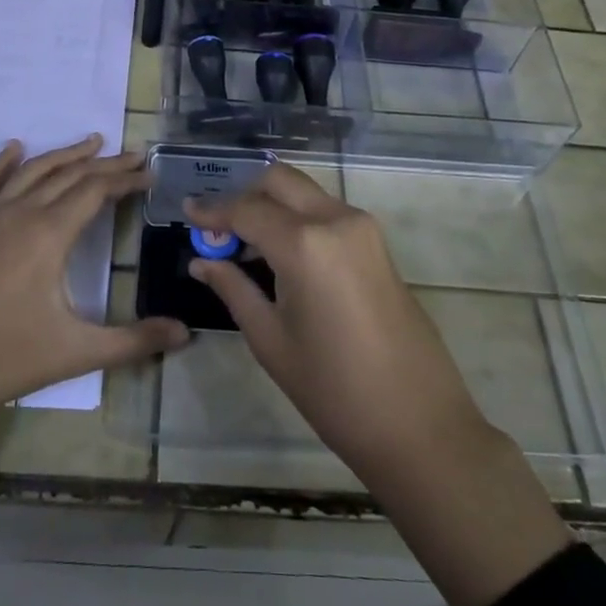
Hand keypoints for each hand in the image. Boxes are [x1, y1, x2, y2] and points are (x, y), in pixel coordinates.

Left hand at [0, 136, 189, 410]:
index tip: (149, 174)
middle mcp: (20, 214)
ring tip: (91, 141)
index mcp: (49, 234)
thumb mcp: (78, 352)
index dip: (125, 180)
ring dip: (63, 155)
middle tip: (132, 155)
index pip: (95, 191)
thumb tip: (188, 334)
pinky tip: (14, 148)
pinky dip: (2, 163)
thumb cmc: (8, 358)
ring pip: (31, 172)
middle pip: (69, 175)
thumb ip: (135, 340)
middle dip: (104, 163)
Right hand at [183, 163, 487, 478]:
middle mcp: (336, 219)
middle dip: (244, 193)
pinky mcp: (377, 244)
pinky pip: (327, 212)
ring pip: (305, 192)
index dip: (213, 210)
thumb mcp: (271, 340)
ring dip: (272, 204)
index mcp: (305, 243)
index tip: (187, 211)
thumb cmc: (334, 390)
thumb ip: (234, 288)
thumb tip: (201, 261)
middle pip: (279, 180)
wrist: (419, 424)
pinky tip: (280, 252)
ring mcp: (363, 228)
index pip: (246, 209)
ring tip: (244, 242)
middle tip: (217, 224)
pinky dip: (297, 217)